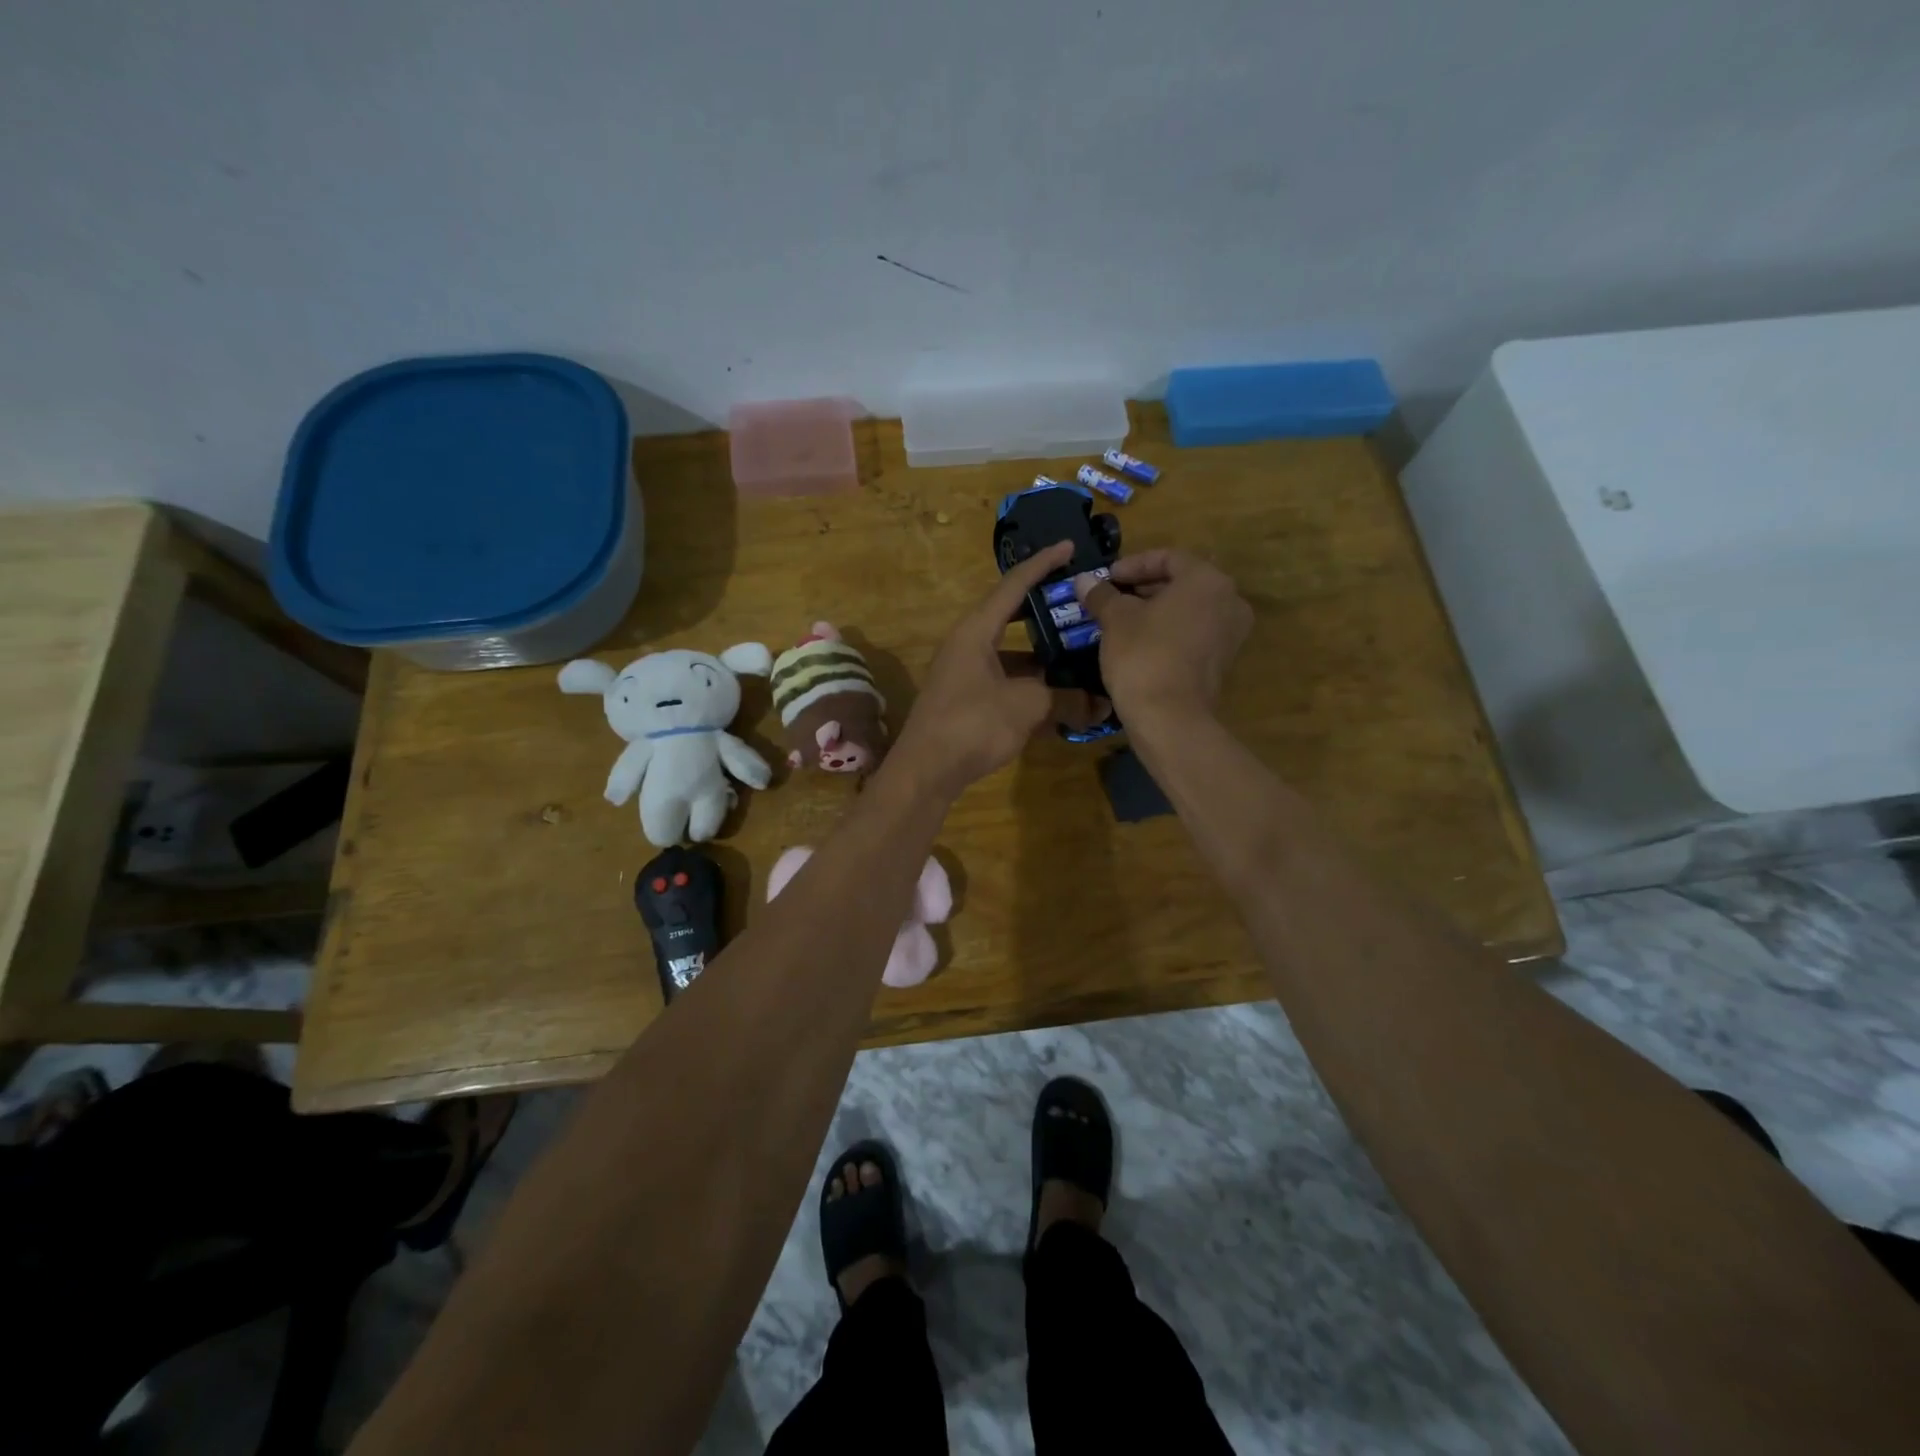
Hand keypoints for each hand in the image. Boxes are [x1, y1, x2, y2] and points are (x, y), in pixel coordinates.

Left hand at [891, 541, 1105, 797]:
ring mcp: (964, 674)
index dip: (1043, 564)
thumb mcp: (1028, 705)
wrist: (926, 770)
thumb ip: (1066, 698)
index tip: (1069, 547)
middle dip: (1046, 613)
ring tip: (1080, 656)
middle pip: (1011, 618)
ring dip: (1042, 657)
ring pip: (1010, 655)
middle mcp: (967, 644)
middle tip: (1080, 608)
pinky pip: (1004, 681)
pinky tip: (1058, 698)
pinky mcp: (965, 700)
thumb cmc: (974, 724)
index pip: (1013, 585)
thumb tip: (1100, 704)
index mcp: (975, 630)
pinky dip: (1030, 685)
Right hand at [1074, 549, 1251, 726]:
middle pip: (1182, 582)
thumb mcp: (1115, 619)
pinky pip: (1194, 633)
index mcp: (1207, 580)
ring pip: (1189, 609)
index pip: (1168, 557)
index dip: (1133, 564)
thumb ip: (1101, 594)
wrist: (1169, 717)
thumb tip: (1084, 580)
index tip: (1106, 578)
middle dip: (1144, 587)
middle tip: (1112, 597)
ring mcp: (1230, 633)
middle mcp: (1229, 600)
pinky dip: (1169, 630)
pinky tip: (1140, 642)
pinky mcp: (1223, 661)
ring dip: (1156, 610)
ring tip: (1121, 619)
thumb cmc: (1143, 655)